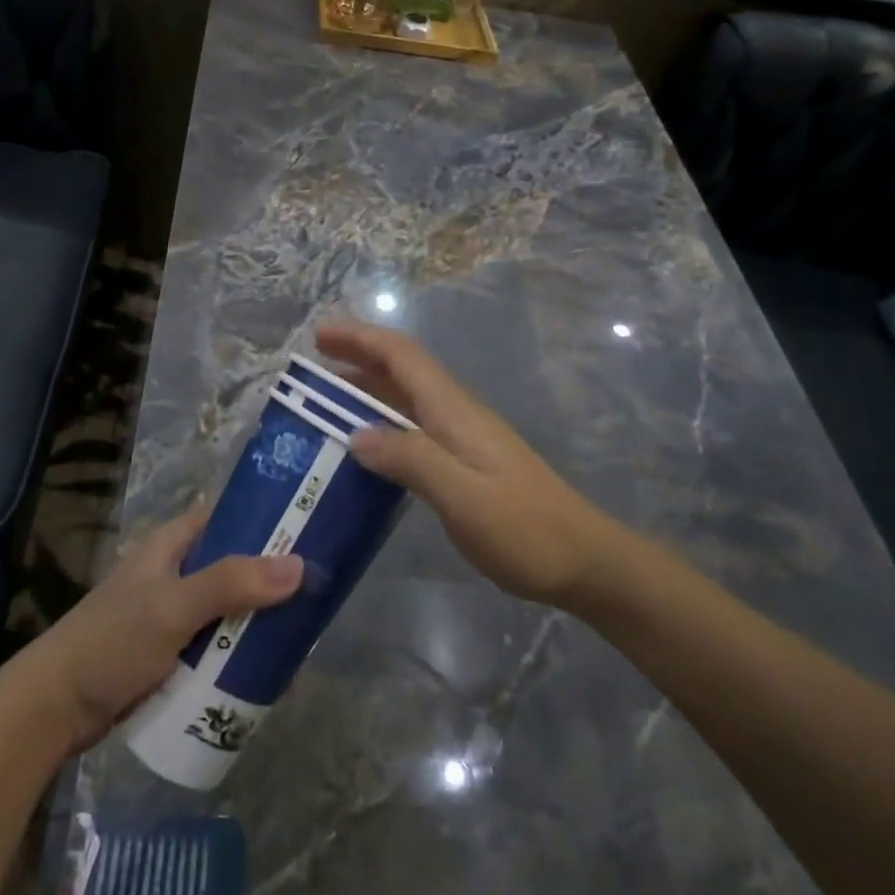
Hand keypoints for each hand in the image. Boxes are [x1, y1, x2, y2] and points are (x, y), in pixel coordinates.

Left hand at [3, 506, 302, 753]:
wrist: (54, 710)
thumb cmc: (111, 642)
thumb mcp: (173, 607)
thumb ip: (232, 584)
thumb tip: (299, 565)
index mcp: (172, 545)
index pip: (227, 516)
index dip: (266, 517)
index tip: (311, 526)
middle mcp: (176, 572)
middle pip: (235, 565)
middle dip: (272, 578)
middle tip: (319, 590)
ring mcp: (174, 615)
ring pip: (230, 608)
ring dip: (259, 620)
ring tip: (304, 633)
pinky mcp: (173, 653)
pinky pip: (218, 645)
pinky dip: (241, 652)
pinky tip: (271, 668)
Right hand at [318, 321, 613, 607]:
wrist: (583, 559)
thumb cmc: (524, 529)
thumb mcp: (463, 498)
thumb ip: (411, 460)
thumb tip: (356, 434)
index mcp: (453, 410)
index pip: (402, 356)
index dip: (360, 338)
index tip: (320, 335)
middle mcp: (456, 412)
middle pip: (402, 369)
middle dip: (358, 357)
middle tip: (311, 367)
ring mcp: (463, 435)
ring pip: (407, 398)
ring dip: (367, 390)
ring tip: (324, 404)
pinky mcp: (466, 460)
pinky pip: (414, 427)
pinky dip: (383, 424)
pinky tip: (366, 449)